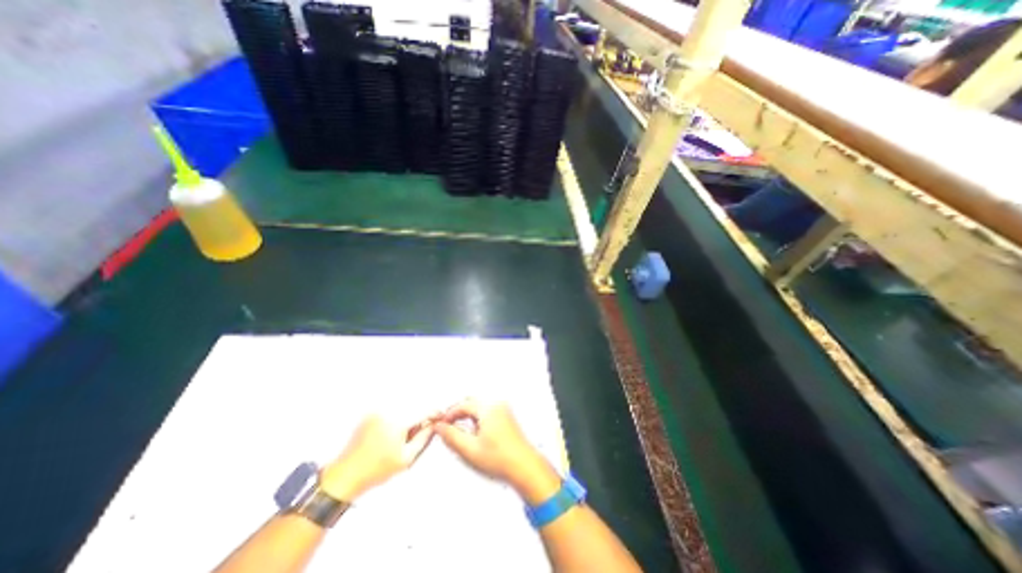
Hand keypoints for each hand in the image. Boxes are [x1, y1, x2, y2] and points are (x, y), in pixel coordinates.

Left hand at [318, 416, 429, 501]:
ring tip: (401, 435)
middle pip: (414, 405)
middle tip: (419, 430)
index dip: (434, 413)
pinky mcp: (370, 413)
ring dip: (409, 414)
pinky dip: (397, 415)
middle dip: (420, 415)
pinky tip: (390, 433)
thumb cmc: (375, 470)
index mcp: (398, 421)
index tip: (440, 417)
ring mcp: (377, 410)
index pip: (424, 410)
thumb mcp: (406, 458)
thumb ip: (424, 438)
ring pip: (403, 405)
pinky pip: (391, 408)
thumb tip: (434, 425)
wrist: (344, 476)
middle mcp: (388, 410)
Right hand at [431, 400, 556, 503]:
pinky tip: (475, 435)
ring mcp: (504, 410)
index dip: (450, 414)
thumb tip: (440, 427)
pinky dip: (478, 420)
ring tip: (461, 434)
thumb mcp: (469, 450)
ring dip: (468, 417)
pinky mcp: (507, 417)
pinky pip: (488, 412)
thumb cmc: (501, 459)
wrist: (524, 467)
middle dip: (459, 413)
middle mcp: (497, 405)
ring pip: (480, 408)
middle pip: (472, 403)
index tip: (442, 424)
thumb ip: (451, 437)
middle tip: (448, 427)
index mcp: (488, 409)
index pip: (463, 405)